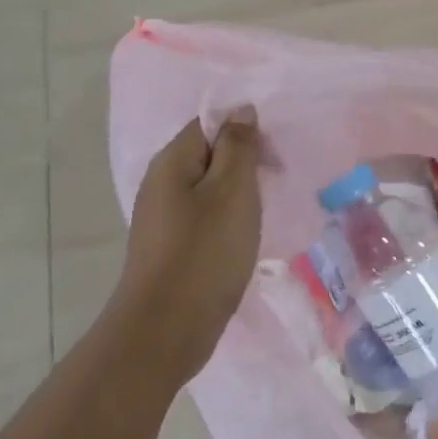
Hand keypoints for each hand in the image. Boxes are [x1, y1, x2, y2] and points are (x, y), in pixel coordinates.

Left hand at [114, 108, 262, 379]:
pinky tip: (244, 240)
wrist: (167, 328)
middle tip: (277, 184)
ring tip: (266, 213)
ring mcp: (162, 220)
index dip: (244, 131)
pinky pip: (203, 221)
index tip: (276, 156)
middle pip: (207, 157)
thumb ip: (238, 147)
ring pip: (207, 192)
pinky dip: (227, 223)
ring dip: (238, 196)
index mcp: (171, 163)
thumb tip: (240, 110)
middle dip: (244, 164)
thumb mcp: (232, 191)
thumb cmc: (205, 253)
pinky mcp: (170, 250)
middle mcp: (160, 185)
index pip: (208, 124)